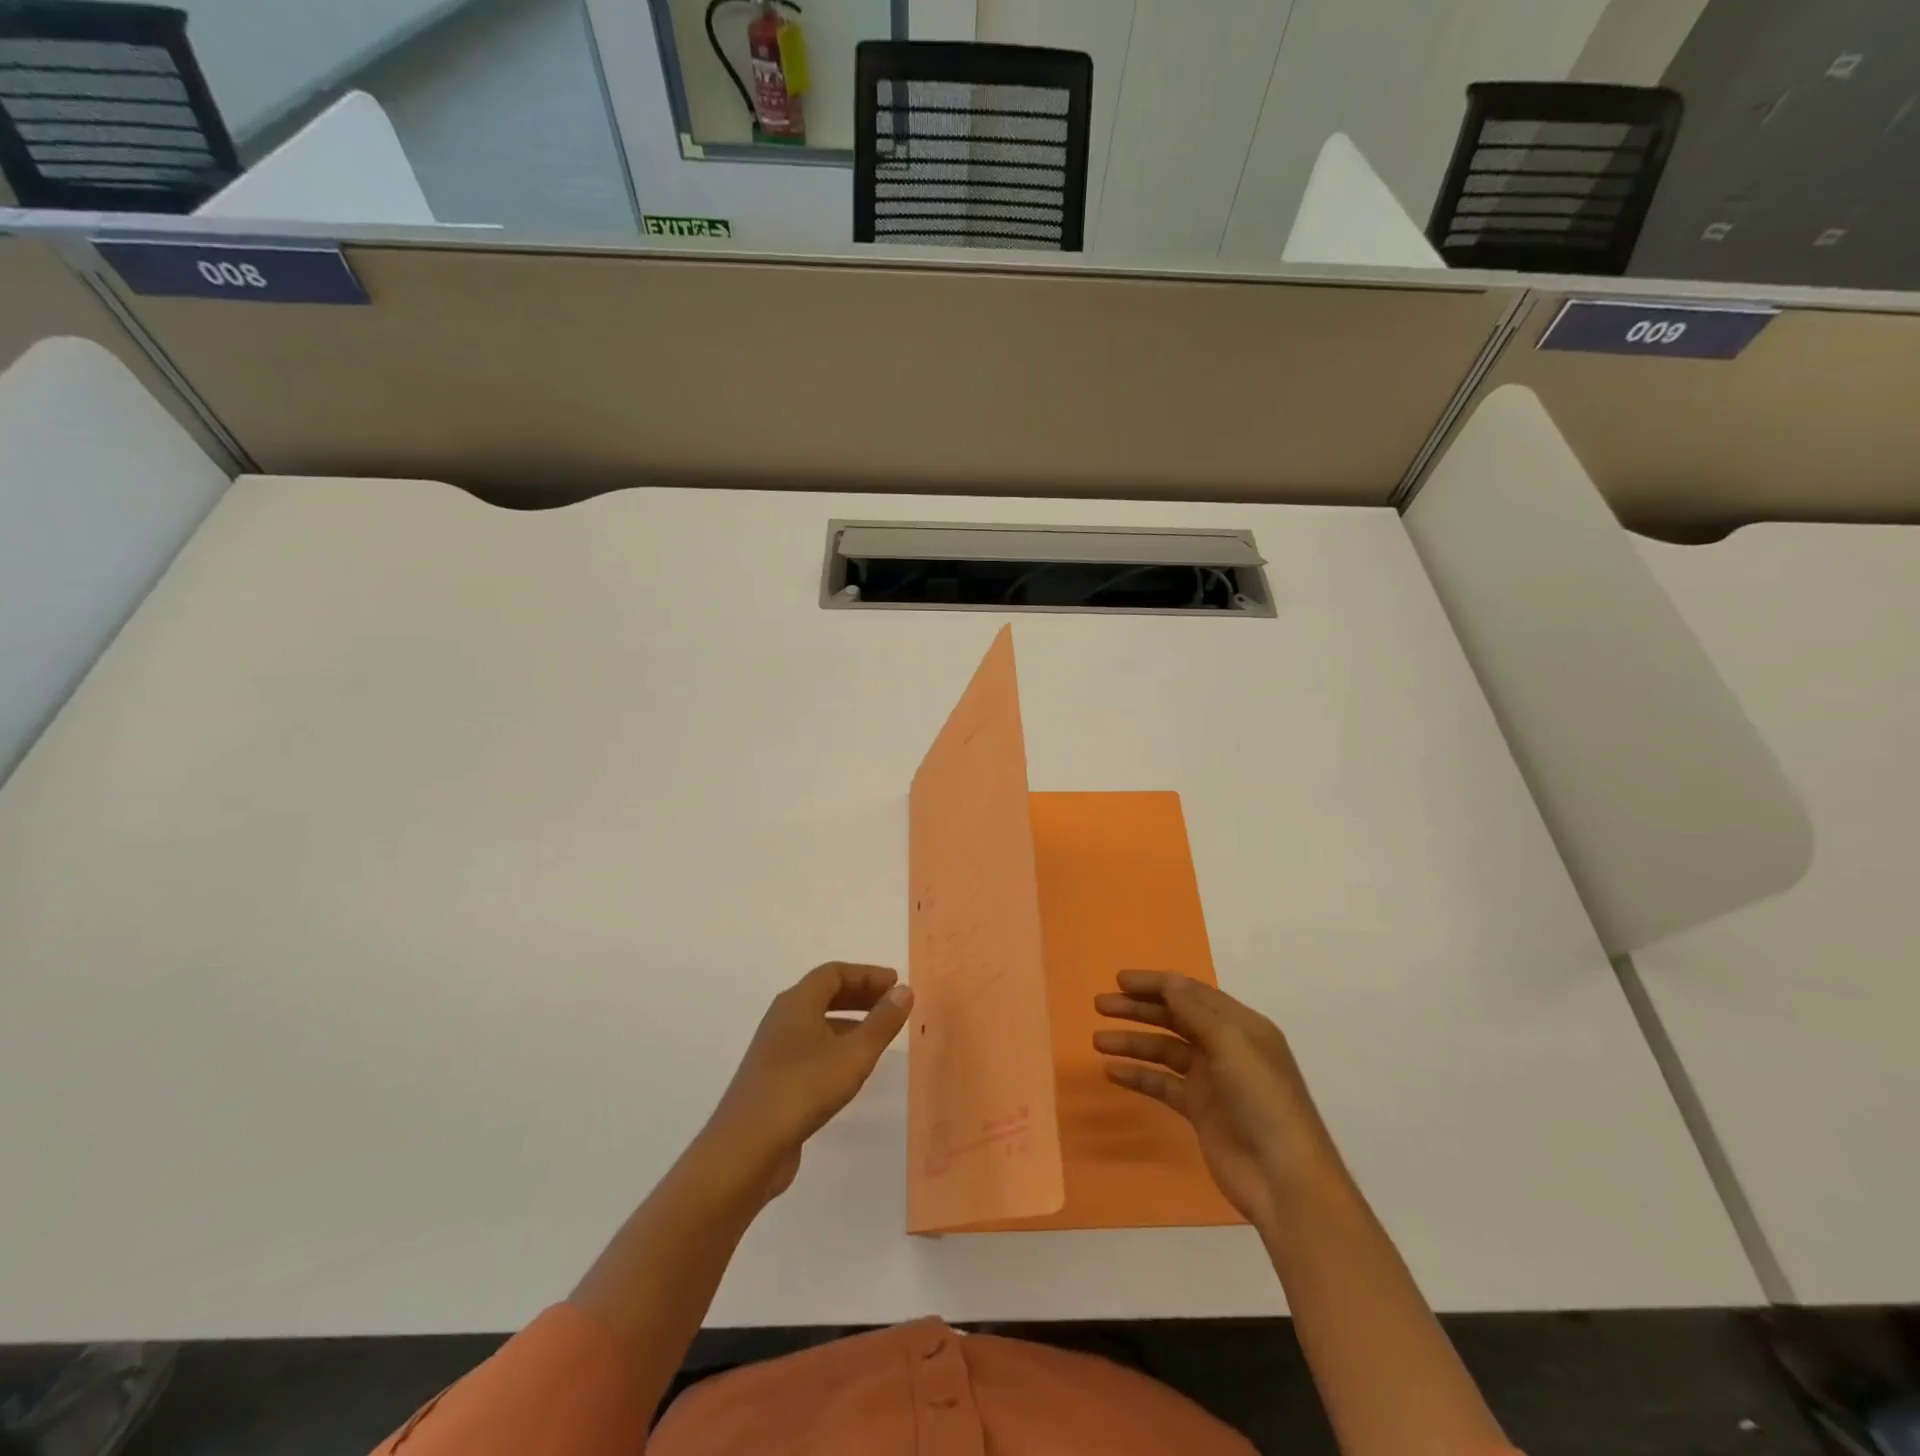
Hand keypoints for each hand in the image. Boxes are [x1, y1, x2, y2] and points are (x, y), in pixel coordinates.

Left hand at [698, 962, 913, 1205]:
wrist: (746, 1149)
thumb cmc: (803, 1089)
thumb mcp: (854, 1054)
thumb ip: (882, 1022)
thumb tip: (904, 990)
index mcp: (797, 1002)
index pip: (835, 973)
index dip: (868, 975)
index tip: (896, 984)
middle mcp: (782, 1018)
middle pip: (824, 994)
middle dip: (860, 995)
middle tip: (892, 1005)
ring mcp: (775, 1050)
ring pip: (817, 1023)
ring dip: (849, 1022)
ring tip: (878, 1036)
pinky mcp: (774, 1079)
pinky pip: (810, 1048)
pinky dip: (836, 1046)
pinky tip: (851, 1069)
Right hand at [1094, 970, 1343, 1227]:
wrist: (1284, 1179)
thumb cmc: (1262, 1100)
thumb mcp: (1232, 1044)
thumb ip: (1196, 1011)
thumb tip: (1167, 981)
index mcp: (1240, 1025)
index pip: (1191, 993)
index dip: (1156, 984)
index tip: (1119, 980)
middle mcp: (1225, 1046)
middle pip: (1174, 1018)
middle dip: (1138, 1009)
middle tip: (1100, 1005)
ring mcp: (1212, 1080)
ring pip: (1164, 1050)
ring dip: (1133, 1042)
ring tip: (1098, 1040)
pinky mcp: (1200, 1111)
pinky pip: (1163, 1084)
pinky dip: (1139, 1075)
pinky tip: (1112, 1072)